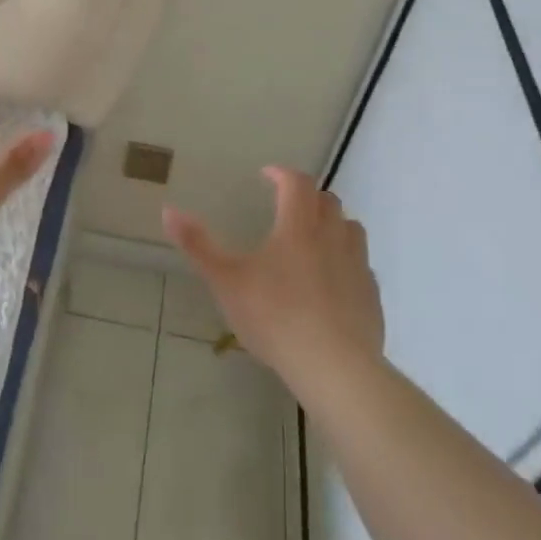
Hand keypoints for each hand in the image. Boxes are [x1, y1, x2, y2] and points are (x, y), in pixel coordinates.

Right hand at [163, 166, 384, 390]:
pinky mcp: (371, 295)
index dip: (282, 173)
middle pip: (328, 201)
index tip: (267, 175)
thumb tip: (169, 211)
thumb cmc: (274, 317)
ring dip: (332, 225)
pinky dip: (345, 261)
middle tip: (287, 207)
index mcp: (298, 228)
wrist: (333, 366)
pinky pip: (360, 265)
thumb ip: (197, 245)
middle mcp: (333, 237)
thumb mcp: (225, 281)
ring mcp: (358, 266)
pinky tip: (330, 283)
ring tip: (312, 240)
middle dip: (307, 197)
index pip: (297, 183)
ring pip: (351, 229)